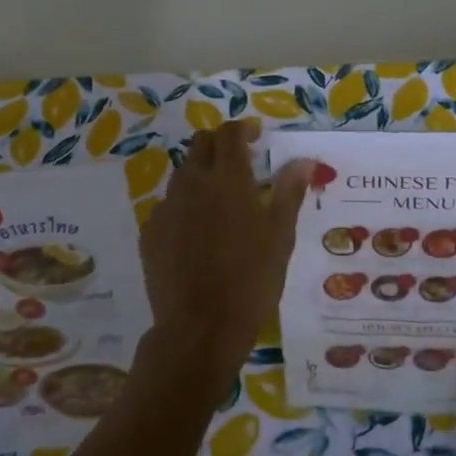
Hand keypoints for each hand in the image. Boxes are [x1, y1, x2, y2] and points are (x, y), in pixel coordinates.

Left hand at [138, 120, 311, 397]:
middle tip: (239, 160)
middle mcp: (192, 183)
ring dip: (201, 174)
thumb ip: (289, 192)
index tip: (256, 135)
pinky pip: (168, 206)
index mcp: (228, 179)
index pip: (230, 133)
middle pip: (201, 145)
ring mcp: (167, 207)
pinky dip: (185, 206)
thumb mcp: (280, 236)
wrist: (200, 327)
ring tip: (220, 199)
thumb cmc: (251, 279)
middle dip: (220, 144)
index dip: (243, 128)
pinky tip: (197, 233)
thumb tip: (304, 160)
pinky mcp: (151, 232)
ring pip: (182, 174)